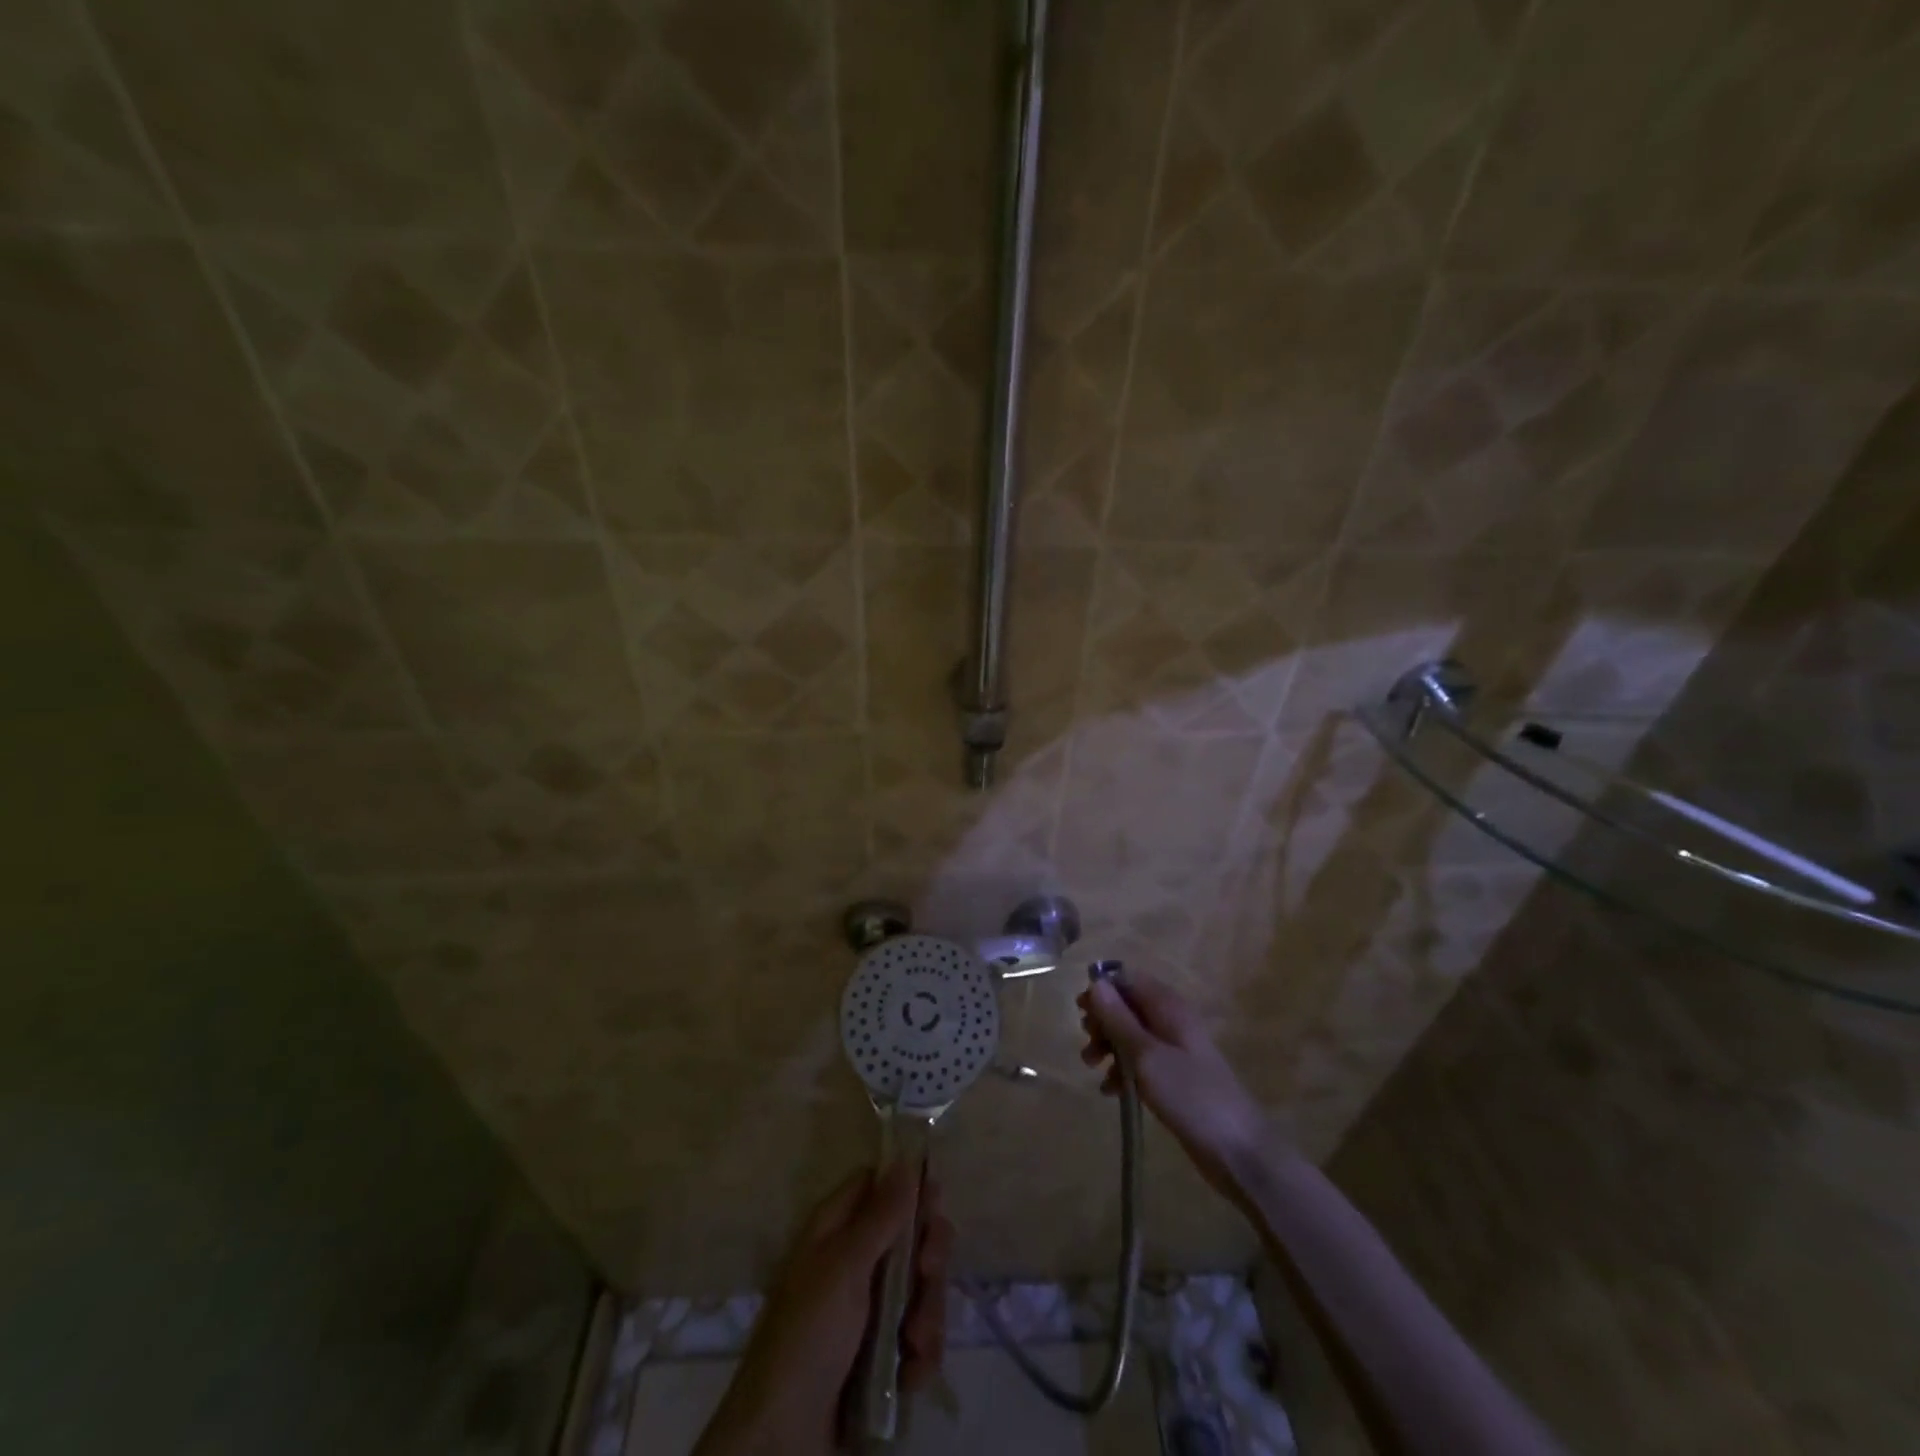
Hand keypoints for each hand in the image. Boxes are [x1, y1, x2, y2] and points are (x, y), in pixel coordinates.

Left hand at [694, 1165, 951, 1455]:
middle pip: (909, 1236)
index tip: (935, 1201)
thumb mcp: (843, 1270)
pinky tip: (913, 1372)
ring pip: (920, 1288)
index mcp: (836, 1232)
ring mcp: (869, 1311)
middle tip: (929, 1273)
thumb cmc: (807, 1338)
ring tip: (916, 1343)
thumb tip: (905, 1160)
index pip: (877, 1186)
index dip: (908, 1188)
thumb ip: (880, 1217)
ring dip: (928, 1313)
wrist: (783, 1443)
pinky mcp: (882, 1356)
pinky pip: (919, 1336)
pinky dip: (922, 1353)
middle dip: (929, 1257)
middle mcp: (854, 1263)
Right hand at [1078, 972, 1275, 1203]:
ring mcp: (1174, 1049)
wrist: (1239, 1150)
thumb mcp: (1146, 1056)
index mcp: (1168, 1006)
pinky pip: (1141, 1061)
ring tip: (1091, 1067)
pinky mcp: (1175, 1076)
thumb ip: (1119, 1019)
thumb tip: (1096, 983)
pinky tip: (1110, 1091)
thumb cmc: (1191, 1095)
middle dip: (1103, 1021)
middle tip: (1088, 1043)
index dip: (1103, 990)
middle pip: (1127, 1006)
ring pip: (1131, 1034)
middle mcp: (1171, 1020)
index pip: (1128, 979)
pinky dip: (1122, 1070)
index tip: (1082, 1012)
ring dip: (1108, 1046)